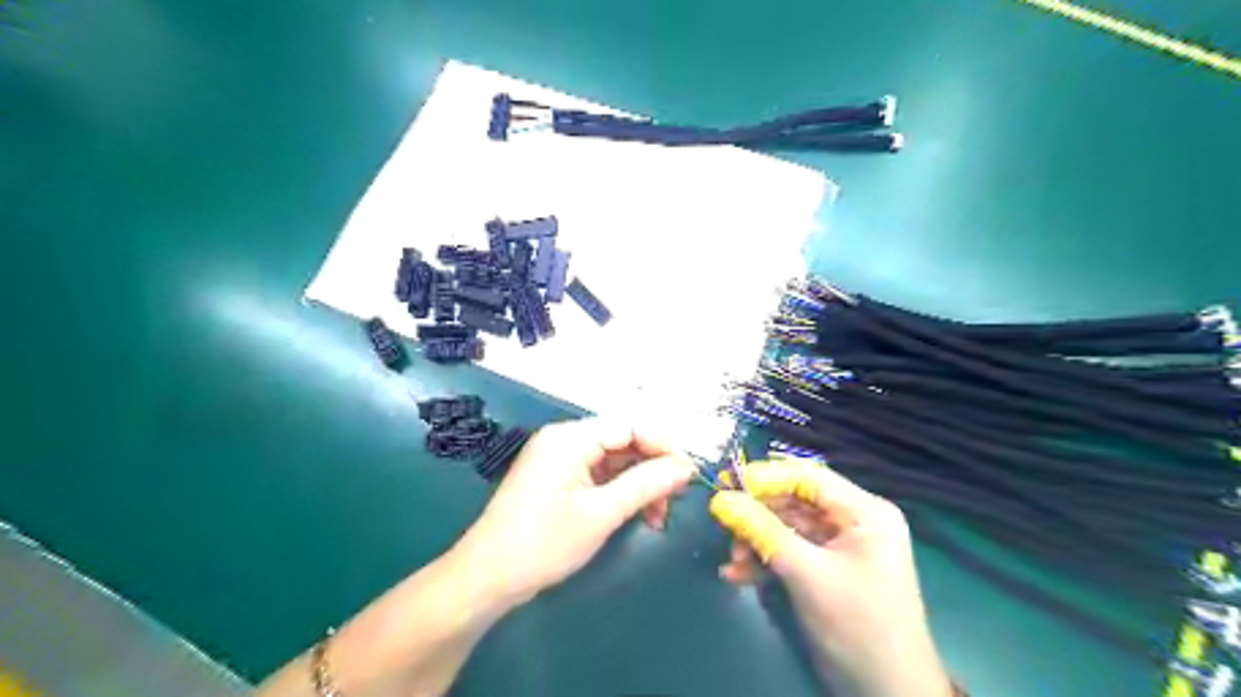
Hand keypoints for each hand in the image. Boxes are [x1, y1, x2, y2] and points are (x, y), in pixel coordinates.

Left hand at [453, 420, 696, 604]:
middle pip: (623, 441)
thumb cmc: (542, 544)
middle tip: (674, 500)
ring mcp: (560, 459)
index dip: (663, 445)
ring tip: (657, 516)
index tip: (688, 474)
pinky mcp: (558, 478)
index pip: (629, 426)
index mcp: (570, 438)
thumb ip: (645, 485)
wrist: (487, 578)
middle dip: (652, 469)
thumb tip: (686, 467)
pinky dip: (621, 492)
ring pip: (614, 460)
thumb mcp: (600, 514)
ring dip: (639, 483)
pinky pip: (599, 475)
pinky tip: (636, 514)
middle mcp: (565, 440)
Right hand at [707, 458, 952, 696]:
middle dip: (757, 515)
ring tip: (733, 559)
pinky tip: (738, 575)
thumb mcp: (807, 574)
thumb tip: (720, 500)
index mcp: (863, 512)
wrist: (886, 694)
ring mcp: (838, 546)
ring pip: (786, 526)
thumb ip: (763, 532)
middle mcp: (852, 520)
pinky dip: (765, 561)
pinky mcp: (824, 569)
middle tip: (723, 525)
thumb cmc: (857, 626)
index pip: (808, 477)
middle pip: (794, 501)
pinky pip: (789, 551)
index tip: (727, 484)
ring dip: (756, 540)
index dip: (766, 477)